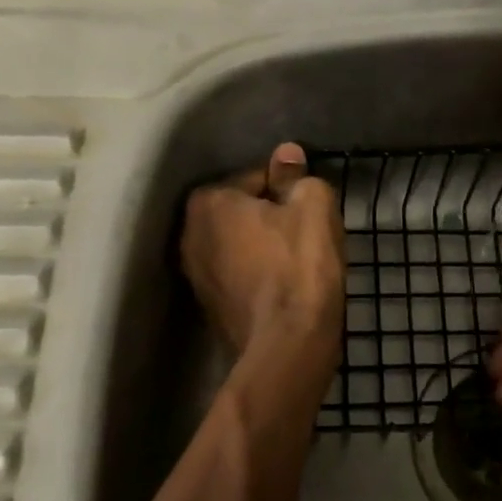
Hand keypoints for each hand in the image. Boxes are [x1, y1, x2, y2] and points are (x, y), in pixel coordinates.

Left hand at [181, 142, 344, 361]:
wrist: (288, 346)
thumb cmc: (300, 266)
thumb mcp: (312, 207)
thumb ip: (297, 176)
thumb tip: (287, 154)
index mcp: (208, 202)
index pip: (256, 178)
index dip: (288, 189)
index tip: (309, 208)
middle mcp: (189, 234)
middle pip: (241, 211)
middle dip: (270, 216)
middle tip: (306, 233)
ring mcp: (194, 275)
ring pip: (238, 244)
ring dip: (263, 245)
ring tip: (297, 260)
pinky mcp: (207, 307)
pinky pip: (236, 273)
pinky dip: (256, 273)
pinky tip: (283, 284)